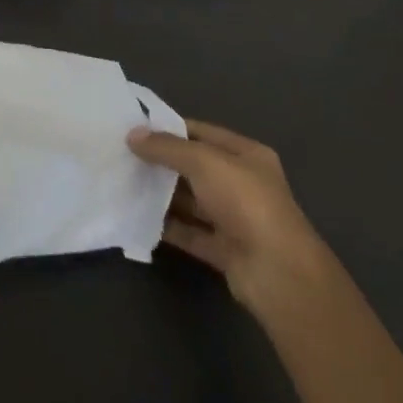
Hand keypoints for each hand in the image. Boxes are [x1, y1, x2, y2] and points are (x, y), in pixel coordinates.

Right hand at [128, 118, 340, 322]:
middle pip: (196, 167)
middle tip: (124, 157)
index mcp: (246, 155)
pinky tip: (140, 219)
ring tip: (126, 185)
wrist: (278, 272)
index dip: (171, 129)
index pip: (203, 133)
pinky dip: (169, 227)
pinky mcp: (225, 250)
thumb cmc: (245, 202)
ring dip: (163, 195)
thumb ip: (167, 148)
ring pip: (192, 201)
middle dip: (163, 163)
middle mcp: (242, 184)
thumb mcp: (204, 162)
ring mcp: (235, 219)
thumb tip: (132, 135)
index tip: (136, 130)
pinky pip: (191, 233)